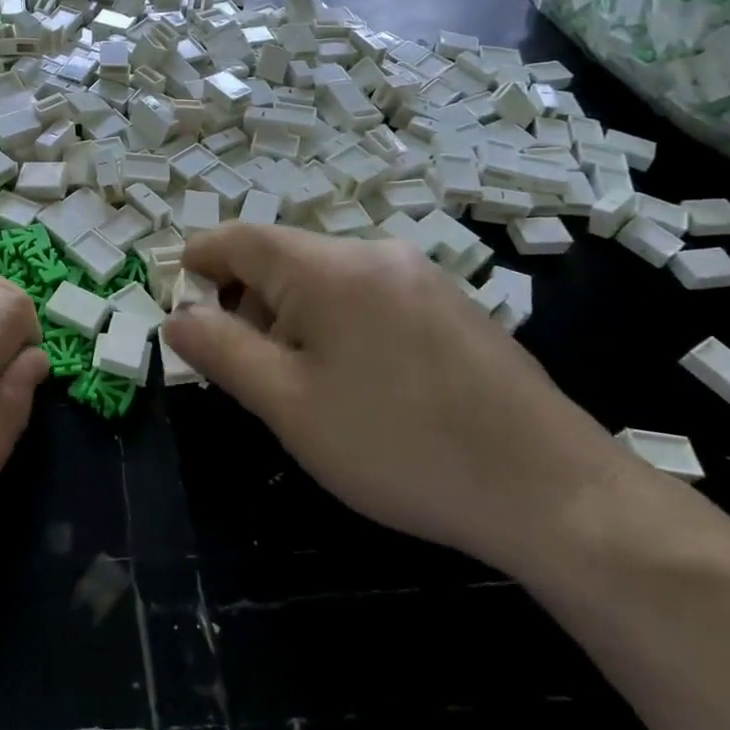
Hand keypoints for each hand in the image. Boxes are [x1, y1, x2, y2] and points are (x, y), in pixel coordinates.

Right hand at [163, 224, 621, 576]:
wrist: (552, 489)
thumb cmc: (399, 446)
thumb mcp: (289, 404)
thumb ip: (222, 352)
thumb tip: (178, 318)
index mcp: (328, 267)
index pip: (240, 239)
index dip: (199, 259)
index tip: (177, 293)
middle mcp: (375, 253)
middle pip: (284, 259)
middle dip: (248, 302)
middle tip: (242, 367)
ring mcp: (421, 276)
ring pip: (328, 281)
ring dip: (292, 317)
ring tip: (300, 386)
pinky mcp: (452, 305)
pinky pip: (370, 296)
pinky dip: (338, 324)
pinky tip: (358, 383)